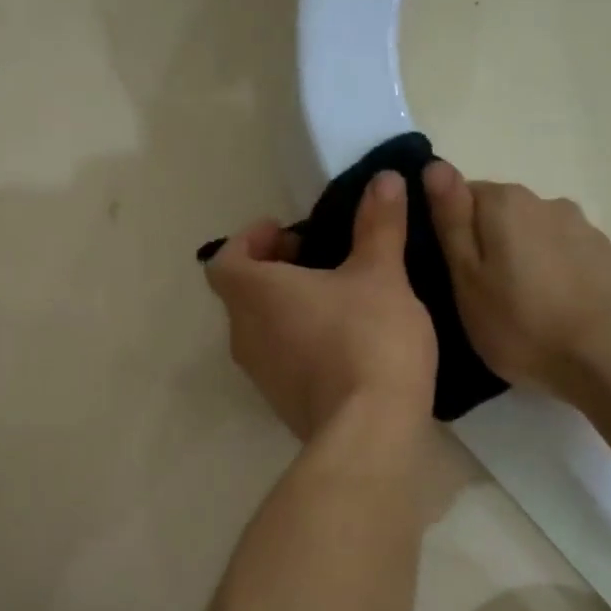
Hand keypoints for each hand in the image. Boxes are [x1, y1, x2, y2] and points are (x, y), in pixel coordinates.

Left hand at [206, 172, 437, 439]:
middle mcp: (244, 334)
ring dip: (286, 307)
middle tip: (317, 258)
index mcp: (255, 294)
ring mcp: (260, 375)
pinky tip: (342, 342)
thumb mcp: (381, 274)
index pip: (226, 258)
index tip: (289, 231)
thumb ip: (378, 225)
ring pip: (260, 328)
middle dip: (274, 270)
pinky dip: (298, 341)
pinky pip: (280, 359)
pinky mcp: (281, 403)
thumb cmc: (368, 339)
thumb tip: (383, 179)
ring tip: (335, 297)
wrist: (369, 431)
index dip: (251, 240)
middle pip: (242, 293)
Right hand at [424, 162, 610, 401]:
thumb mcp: (467, 279)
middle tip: (474, 296)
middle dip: (484, 245)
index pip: (460, 194)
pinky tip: (549, 311)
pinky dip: (548, 274)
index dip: (446, 229)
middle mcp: (544, 201)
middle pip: (498, 214)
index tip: (443, 269)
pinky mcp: (605, 255)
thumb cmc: (522, 324)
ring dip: (518, 260)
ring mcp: (581, 227)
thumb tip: (435, 167)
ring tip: (514, 308)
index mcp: (504, 202)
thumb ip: (451, 222)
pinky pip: (561, 256)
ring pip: (532, 236)